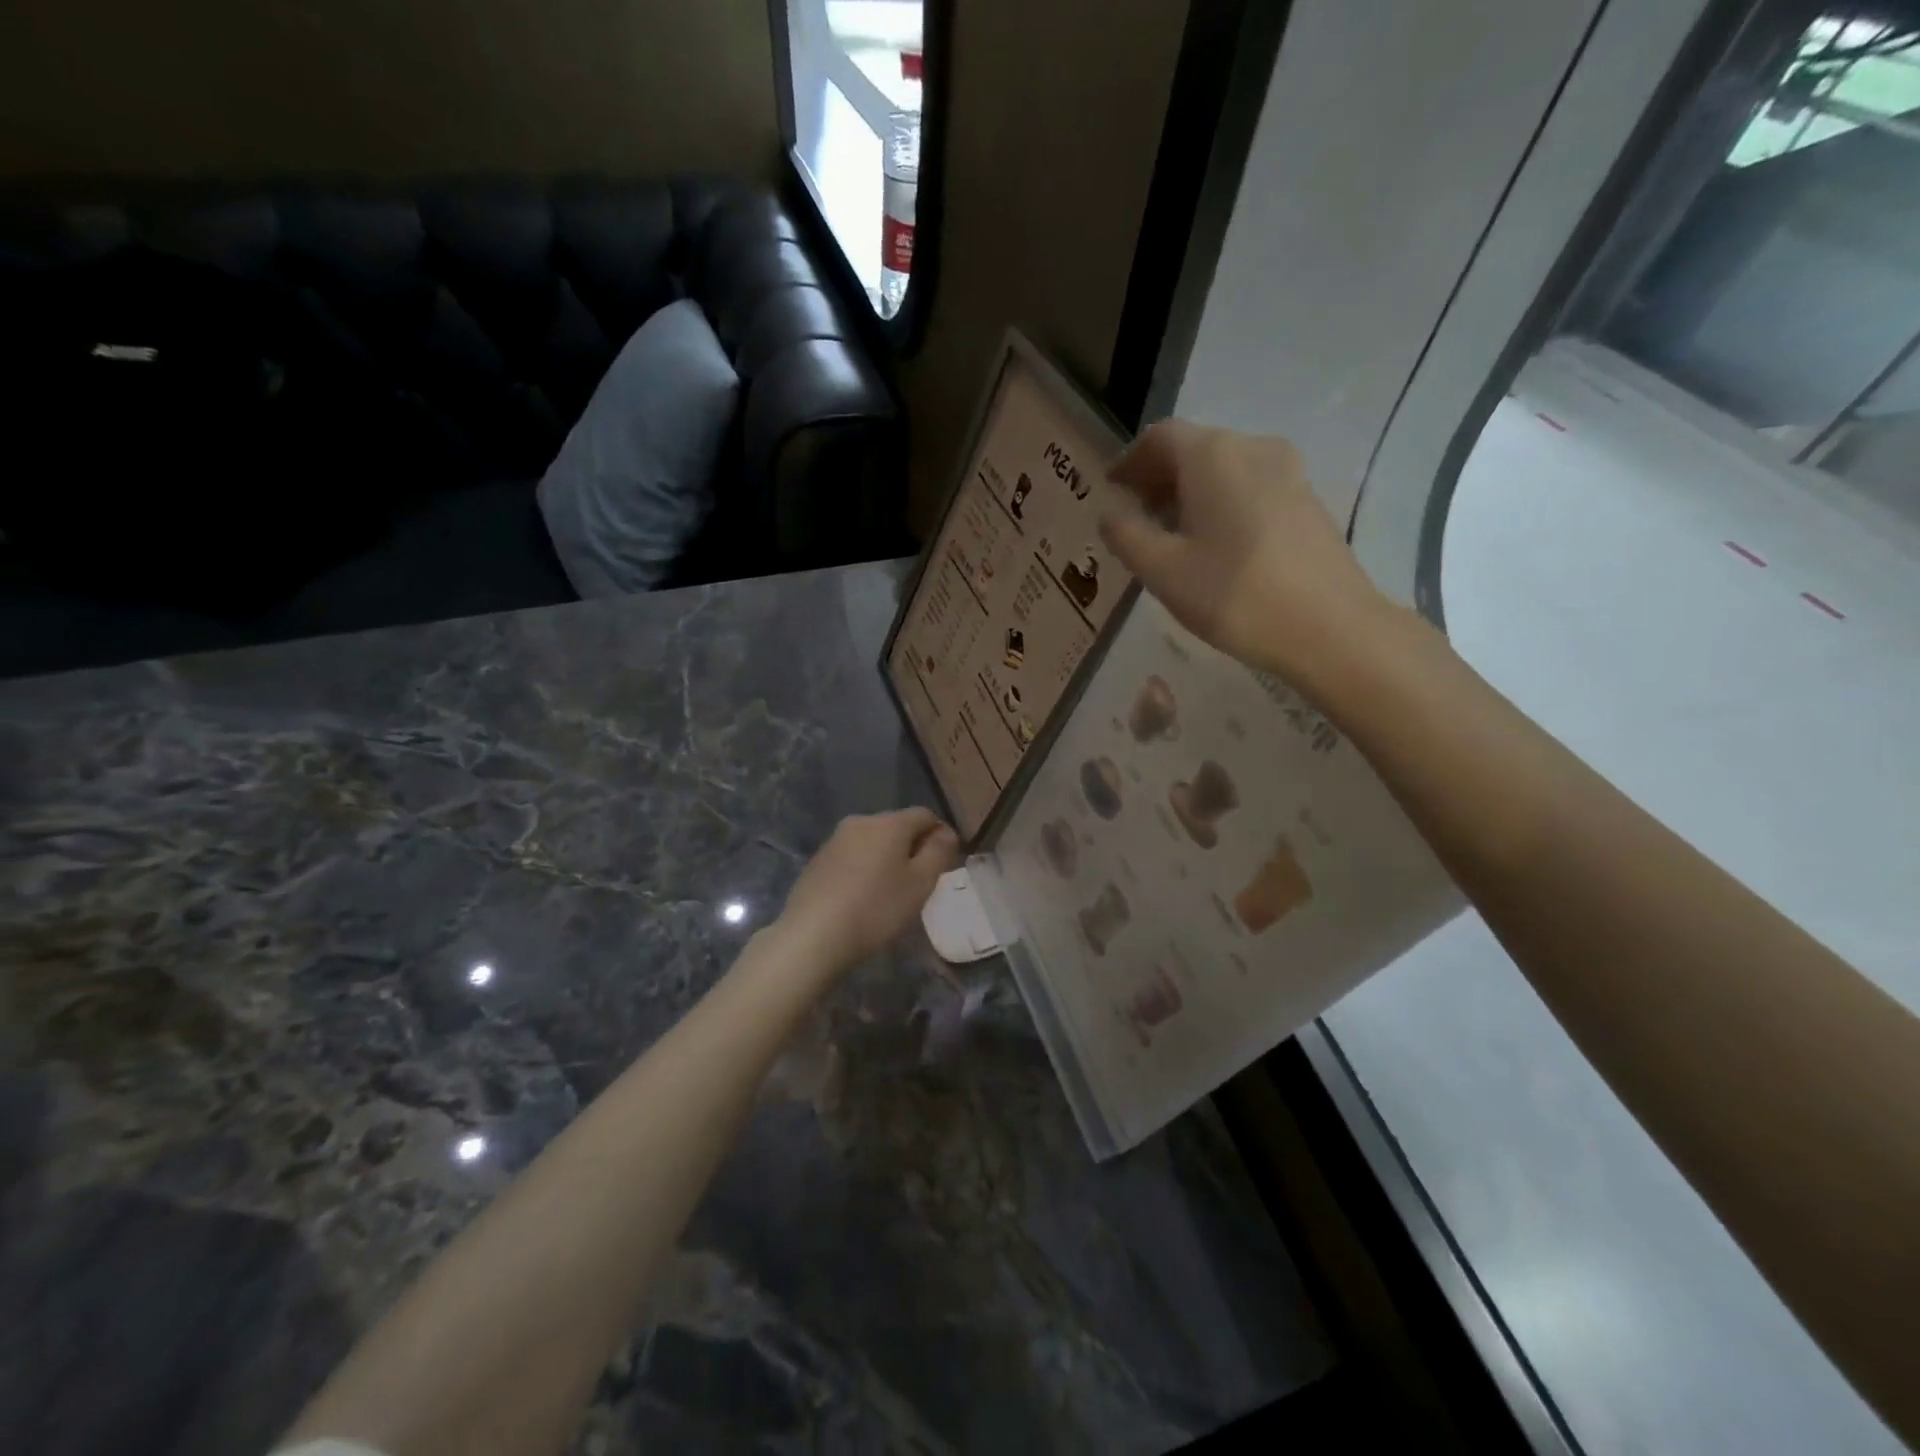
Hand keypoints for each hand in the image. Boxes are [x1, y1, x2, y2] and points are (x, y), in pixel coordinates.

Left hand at [775, 809, 959, 970]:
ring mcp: (834, 841)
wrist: (813, 935)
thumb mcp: (920, 883)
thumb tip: (946, 833)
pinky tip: (863, 898)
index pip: (924, 815)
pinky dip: (864, 870)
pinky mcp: (817, 861)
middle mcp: (860, 822)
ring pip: (872, 842)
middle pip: (896, 826)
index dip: (940, 834)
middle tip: (921, 881)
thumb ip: (939, 853)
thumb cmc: (877, 908)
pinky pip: (851, 858)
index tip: (946, 862)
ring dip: (886, 859)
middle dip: (912, 847)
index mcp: (889, 823)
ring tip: (891, 892)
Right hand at [1099, 421, 1391, 681]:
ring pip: (1224, 469)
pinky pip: (1251, 487)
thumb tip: (1110, 513)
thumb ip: (1126, 535)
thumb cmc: (1236, 596)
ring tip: (1172, 538)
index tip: (1112, 492)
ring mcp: (1289, 472)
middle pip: (1194, 449)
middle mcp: (1254, 448)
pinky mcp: (1307, 500)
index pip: (1160, 436)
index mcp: (1214, 455)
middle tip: (1136, 519)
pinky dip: (1221, 504)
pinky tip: (1214, 547)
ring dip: (1190, 493)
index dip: (1129, 461)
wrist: (1331, 628)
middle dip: (1158, 479)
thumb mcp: (1163, 571)